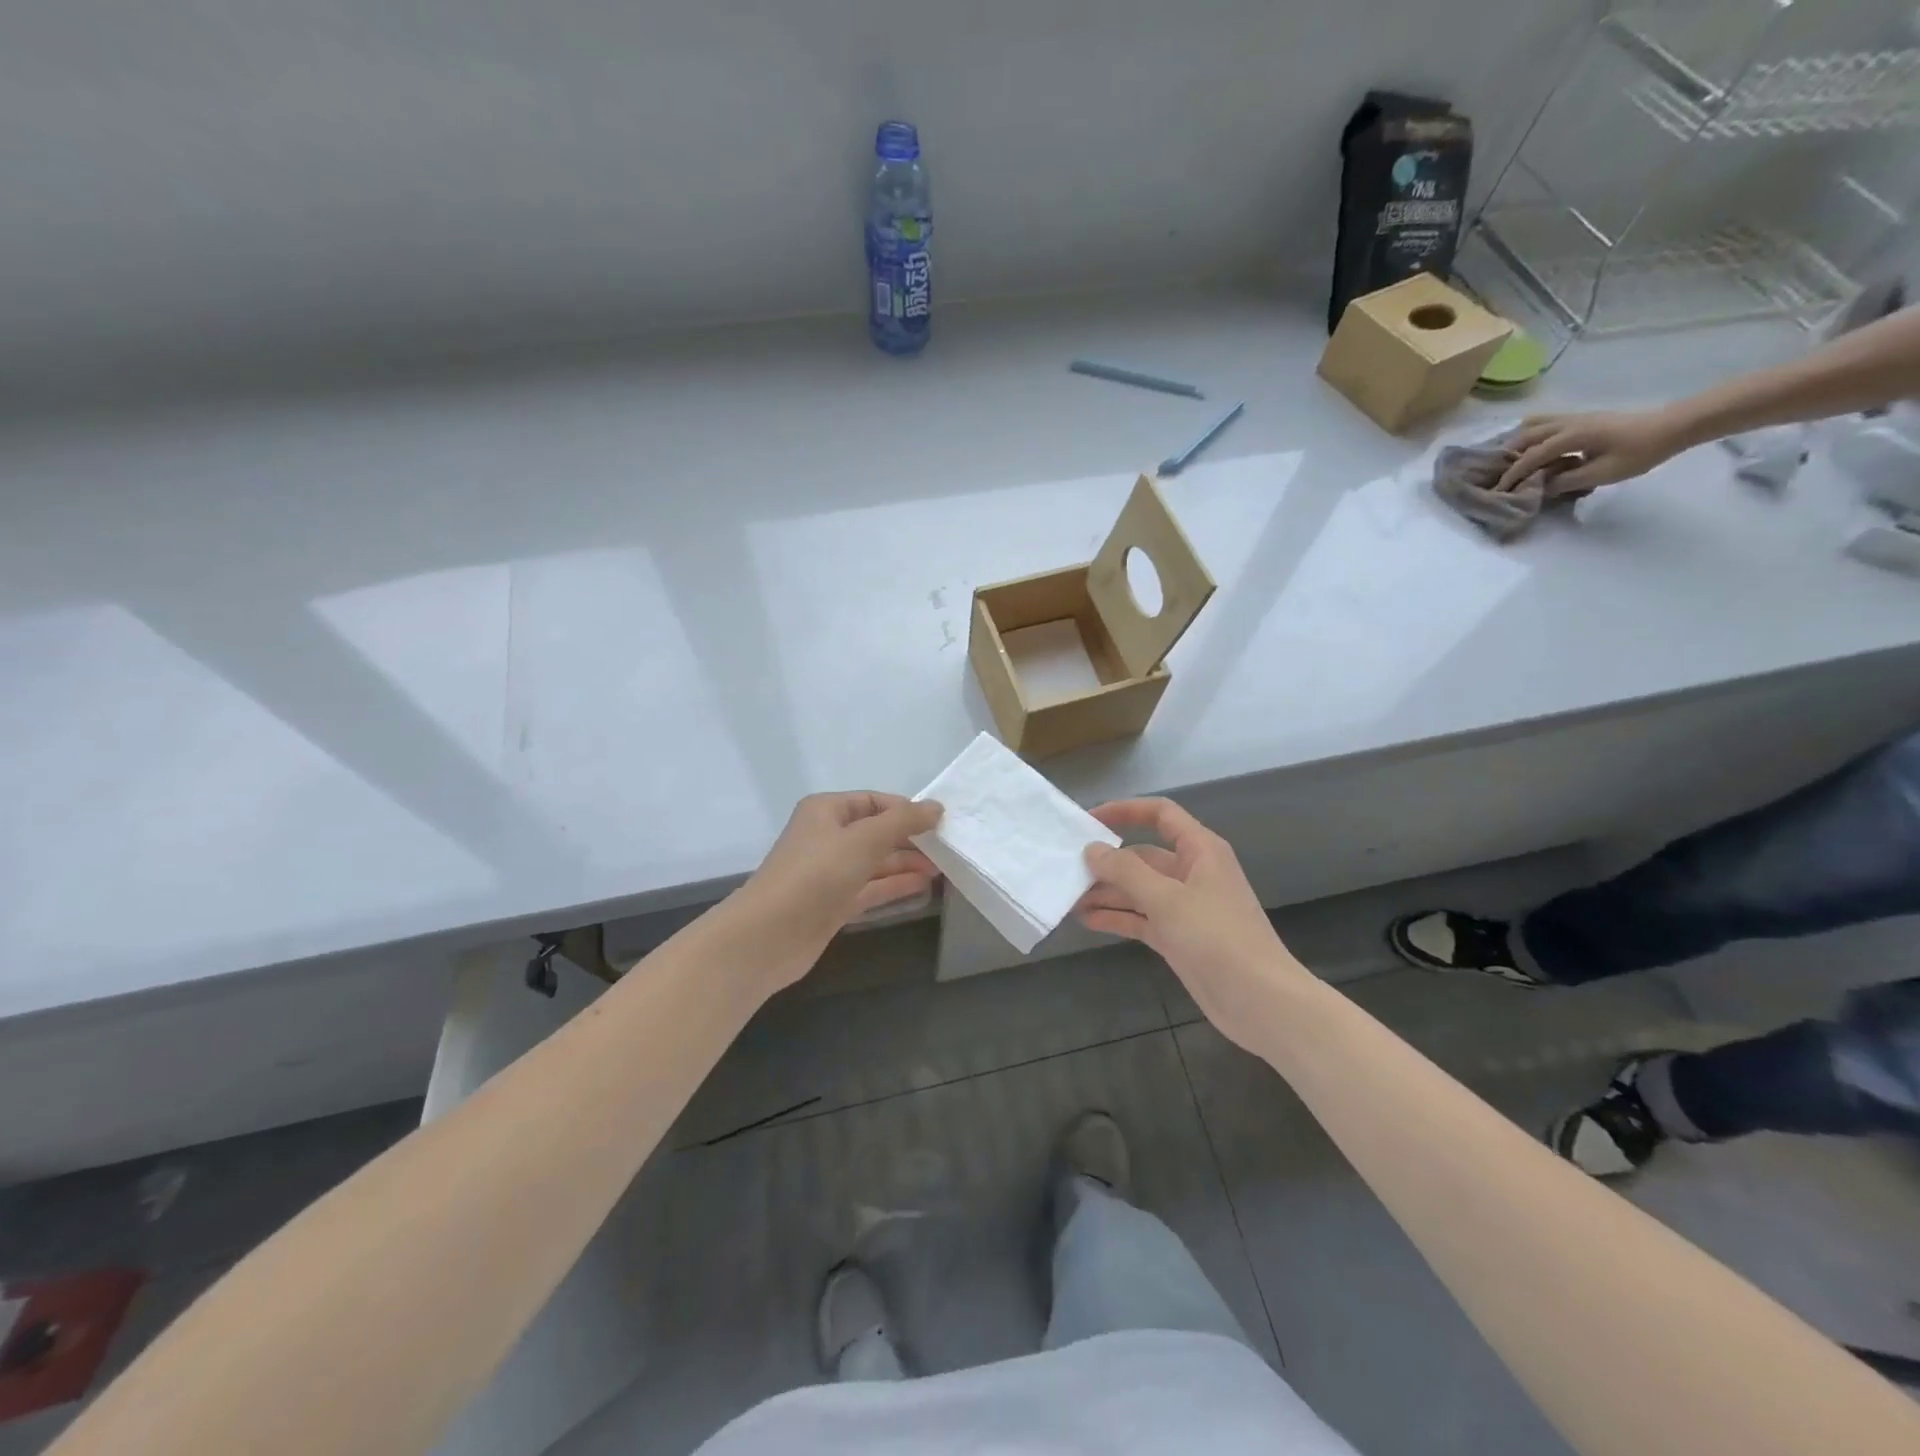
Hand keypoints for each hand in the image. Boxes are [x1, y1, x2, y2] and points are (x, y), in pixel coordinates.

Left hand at [732, 792, 941, 986]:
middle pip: (875, 832)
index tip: (939, 823)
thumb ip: (903, 821)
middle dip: (909, 839)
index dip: (905, 810)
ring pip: (875, 862)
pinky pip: (870, 888)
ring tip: (942, 868)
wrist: (770, 935)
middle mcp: (827, 837)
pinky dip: (894, 886)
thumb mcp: (864, 839)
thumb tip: (936, 807)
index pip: (873, 801)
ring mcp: (829, 873)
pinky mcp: (833, 904)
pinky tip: (922, 886)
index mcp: (826, 811)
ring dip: (906, 863)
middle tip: (946, 849)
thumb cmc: (816, 874)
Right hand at [1077, 798, 1302, 1045]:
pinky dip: (1117, 917)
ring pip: (1138, 889)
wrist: (1260, 1001)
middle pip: (1143, 855)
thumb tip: (1092, 849)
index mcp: (1200, 850)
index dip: (1125, 811)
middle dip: (1107, 862)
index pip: (1160, 814)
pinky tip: (1087, 919)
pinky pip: (1141, 917)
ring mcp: (1184, 906)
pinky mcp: (1178, 936)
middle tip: (1066, 869)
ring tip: (1068, 897)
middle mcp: (1192, 872)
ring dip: (1107, 892)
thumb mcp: (1167, 899)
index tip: (1088, 820)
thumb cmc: (1217, 938)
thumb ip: (1125, 872)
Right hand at [1494, 408, 1685, 494]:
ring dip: (1517, 441)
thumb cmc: (1640, 451)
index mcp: (1572, 436)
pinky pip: (1546, 421)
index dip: (1513, 474)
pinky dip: (1531, 432)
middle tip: (1499, 474)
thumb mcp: (1603, 473)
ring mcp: (1575, 417)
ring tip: (1509, 459)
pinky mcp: (1582, 418)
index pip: (1532, 456)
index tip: (1500, 490)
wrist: (1673, 427)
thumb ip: (1567, 481)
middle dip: (1508, 456)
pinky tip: (1531, 444)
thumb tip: (1540, 487)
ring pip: (1534, 424)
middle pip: (1526, 436)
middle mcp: (1568, 423)